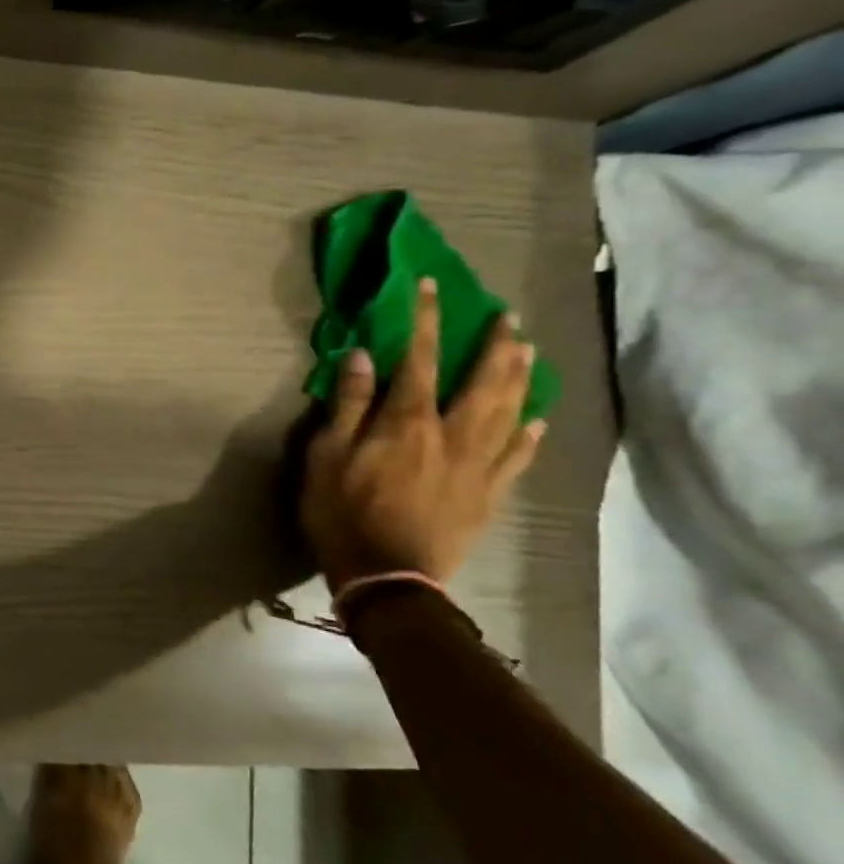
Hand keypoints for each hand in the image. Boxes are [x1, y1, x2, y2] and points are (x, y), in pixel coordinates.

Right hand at [300, 278, 544, 592]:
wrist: (387, 576)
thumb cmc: (343, 513)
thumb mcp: (327, 457)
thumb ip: (348, 406)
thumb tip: (360, 356)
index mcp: (407, 422)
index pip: (418, 359)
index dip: (425, 320)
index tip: (431, 286)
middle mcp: (451, 434)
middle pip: (481, 380)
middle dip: (493, 343)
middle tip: (506, 315)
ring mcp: (477, 466)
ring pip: (507, 411)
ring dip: (519, 377)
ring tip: (527, 350)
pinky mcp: (488, 494)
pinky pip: (516, 456)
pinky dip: (528, 433)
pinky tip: (536, 417)